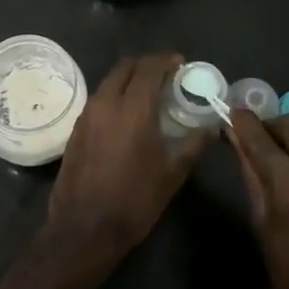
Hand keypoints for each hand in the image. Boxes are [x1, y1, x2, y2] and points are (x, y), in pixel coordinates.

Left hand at [46, 53, 210, 264]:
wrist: (84, 229)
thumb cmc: (134, 200)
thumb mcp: (172, 173)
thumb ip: (194, 144)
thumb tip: (213, 127)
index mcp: (132, 107)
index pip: (149, 67)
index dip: (166, 59)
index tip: (181, 62)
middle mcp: (106, 102)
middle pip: (125, 67)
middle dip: (147, 64)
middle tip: (166, 74)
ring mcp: (87, 115)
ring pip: (109, 81)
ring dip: (129, 79)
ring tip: (149, 92)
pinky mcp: (76, 129)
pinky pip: (99, 99)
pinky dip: (115, 95)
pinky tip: (127, 114)